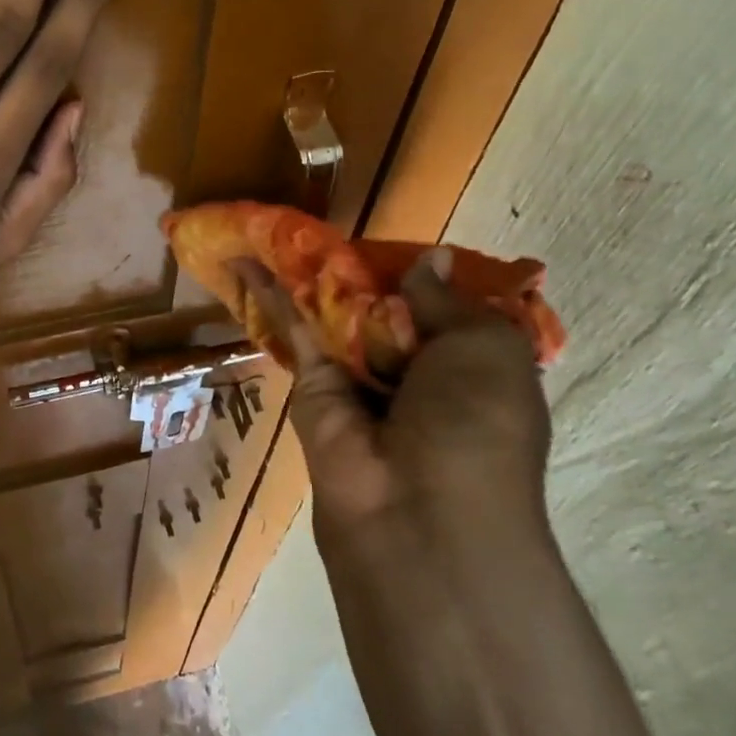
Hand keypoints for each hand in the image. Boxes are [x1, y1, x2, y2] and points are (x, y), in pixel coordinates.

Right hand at [234, 249, 551, 540]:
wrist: (419, 512)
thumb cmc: (475, 422)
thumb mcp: (486, 347)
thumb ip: (447, 300)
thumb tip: (429, 259)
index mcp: (469, 366)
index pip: (445, 309)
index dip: (423, 274)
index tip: (398, 239)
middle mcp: (415, 371)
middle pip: (383, 307)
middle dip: (361, 269)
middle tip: (331, 223)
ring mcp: (361, 379)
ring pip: (334, 315)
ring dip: (309, 276)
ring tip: (277, 227)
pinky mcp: (313, 387)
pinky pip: (296, 332)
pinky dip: (273, 297)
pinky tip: (249, 261)